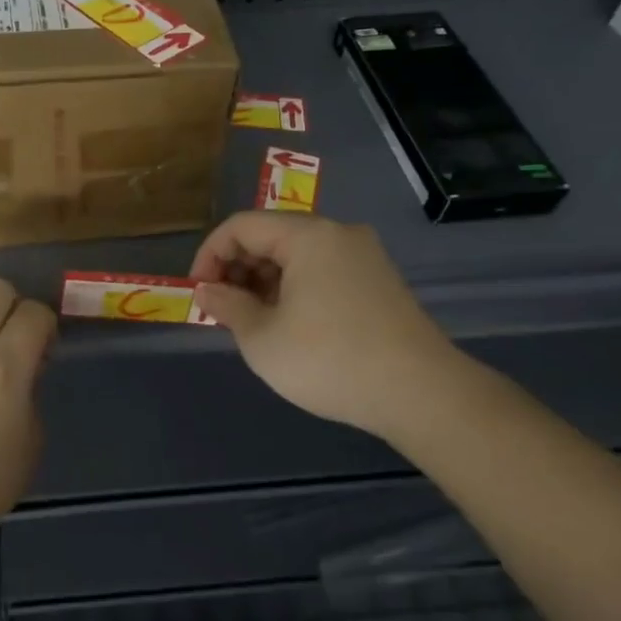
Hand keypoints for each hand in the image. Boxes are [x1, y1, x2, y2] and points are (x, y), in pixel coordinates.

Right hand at [191, 212, 476, 446]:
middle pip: (271, 236)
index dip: (209, 255)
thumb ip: (226, 306)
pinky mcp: (379, 282)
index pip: (241, 226)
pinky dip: (295, 289)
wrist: (421, 394)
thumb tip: (207, 291)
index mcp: (308, 236)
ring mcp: (364, 257)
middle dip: (237, 269)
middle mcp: (338, 234)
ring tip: (253, 322)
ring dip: (264, 281)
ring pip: (297, 255)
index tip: (199, 294)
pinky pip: (322, 271)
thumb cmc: (329, 360)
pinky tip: (289, 325)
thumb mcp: (262, 338)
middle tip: (223, 311)